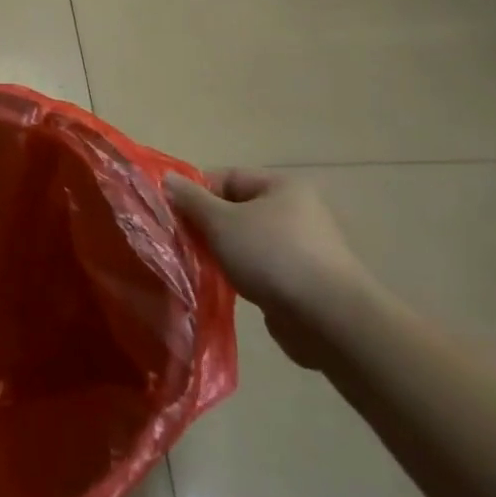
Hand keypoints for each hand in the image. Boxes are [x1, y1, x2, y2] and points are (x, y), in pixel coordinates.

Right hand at [168, 170, 380, 369]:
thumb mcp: (221, 221)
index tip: (173, 214)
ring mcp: (301, 247)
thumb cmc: (271, 255)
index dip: (196, 192)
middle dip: (206, 225)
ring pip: (245, 240)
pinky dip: (240, 273)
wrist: (328, 319)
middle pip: (235, 209)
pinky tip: (224, 286)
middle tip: (181, 242)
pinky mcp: (301, 280)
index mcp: (281, 186)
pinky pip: (259, 267)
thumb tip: (167, 179)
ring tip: (199, 266)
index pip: (227, 177)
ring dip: (221, 252)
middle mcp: (295, 210)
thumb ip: (191, 199)